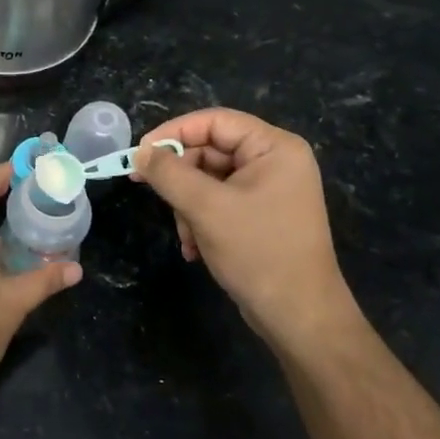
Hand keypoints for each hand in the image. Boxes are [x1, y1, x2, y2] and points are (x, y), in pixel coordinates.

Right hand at [136, 110, 360, 356]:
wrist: (299, 317)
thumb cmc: (258, 252)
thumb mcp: (206, 208)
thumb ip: (168, 173)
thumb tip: (140, 152)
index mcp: (274, 148)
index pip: (214, 121)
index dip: (173, 132)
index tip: (140, 154)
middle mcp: (275, 162)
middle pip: (210, 150)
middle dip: (181, 179)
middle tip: (153, 195)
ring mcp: (270, 190)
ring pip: (209, 180)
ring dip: (188, 206)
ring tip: (186, 236)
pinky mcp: (261, 216)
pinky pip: (219, 202)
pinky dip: (201, 221)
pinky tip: (194, 248)